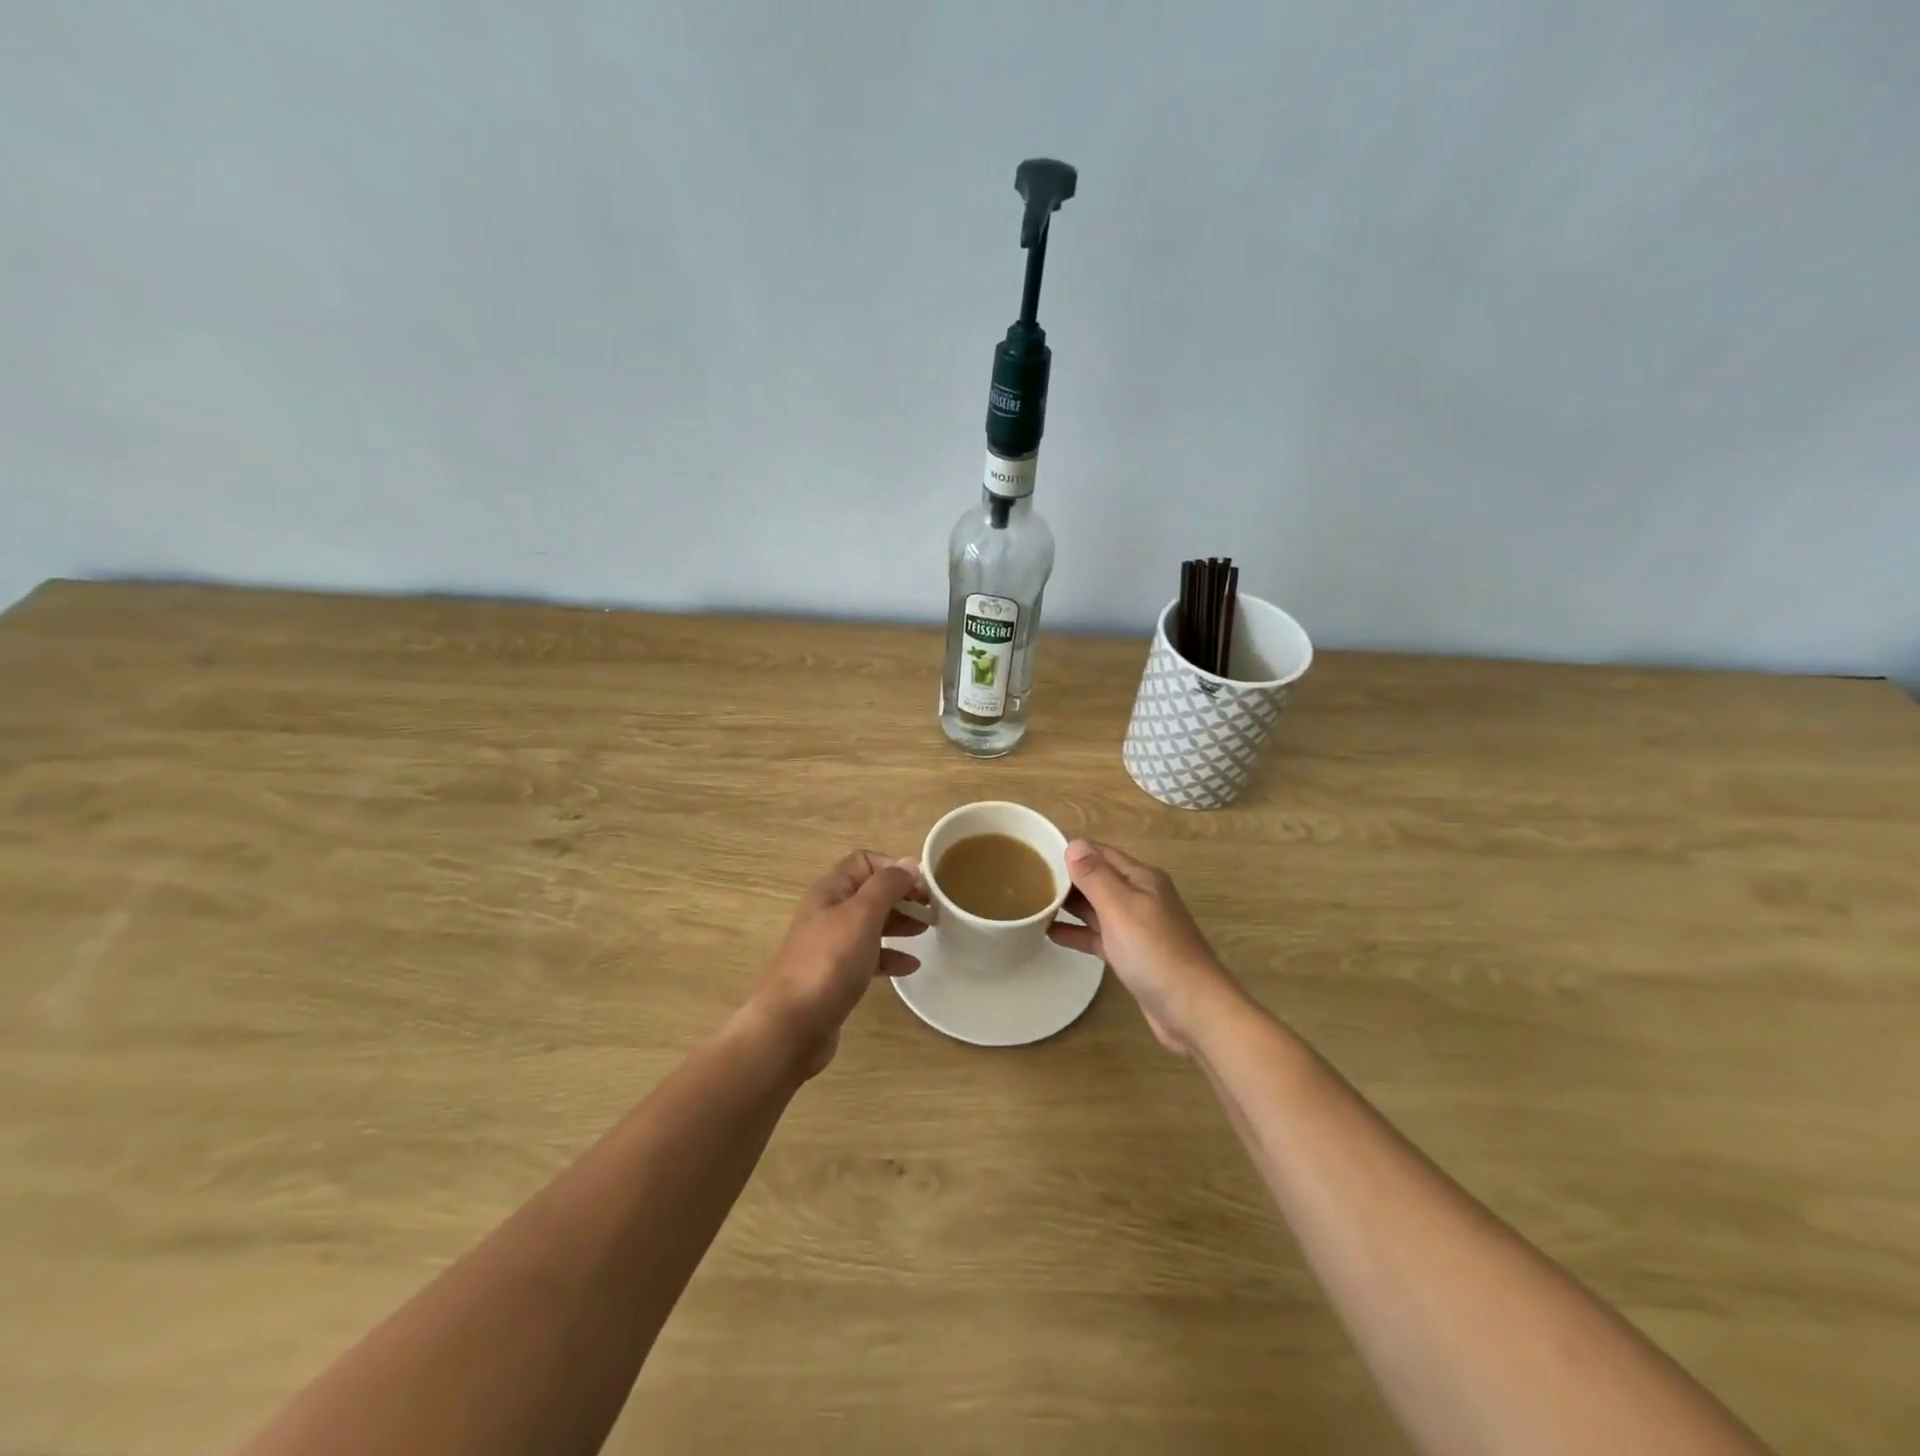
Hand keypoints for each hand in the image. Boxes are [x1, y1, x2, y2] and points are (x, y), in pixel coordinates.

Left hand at [750, 850, 927, 1077]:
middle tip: (932, 910)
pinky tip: (911, 966)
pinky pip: (869, 957)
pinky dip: (890, 956)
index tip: (921, 886)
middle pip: (870, 893)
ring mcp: (831, 946)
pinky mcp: (836, 977)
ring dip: (899, 923)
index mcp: (831, 891)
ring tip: (927, 930)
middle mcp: (829, 913)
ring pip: (871, 924)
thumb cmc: (829, 962)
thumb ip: (886, 886)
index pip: (864, 862)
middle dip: (901, 896)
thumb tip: (909, 863)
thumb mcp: (862, 915)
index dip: (893, 868)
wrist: (791, 1025)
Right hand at [1047, 840, 1241, 1054]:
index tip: (1034, 849)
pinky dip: (1077, 932)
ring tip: (1031, 902)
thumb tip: (1074, 843)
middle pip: (1097, 878)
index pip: (1099, 852)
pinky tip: (1050, 934)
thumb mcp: (1120, 907)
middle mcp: (1140, 896)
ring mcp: (1136, 927)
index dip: (1069, 849)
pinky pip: (1098, 935)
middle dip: (1065, 876)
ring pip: (1096, 907)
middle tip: (1024, 878)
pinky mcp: (1131, 955)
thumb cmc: (1155, 952)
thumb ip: (1094, 876)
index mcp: (1141, 878)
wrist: (1193, 1010)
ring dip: (1068, 904)